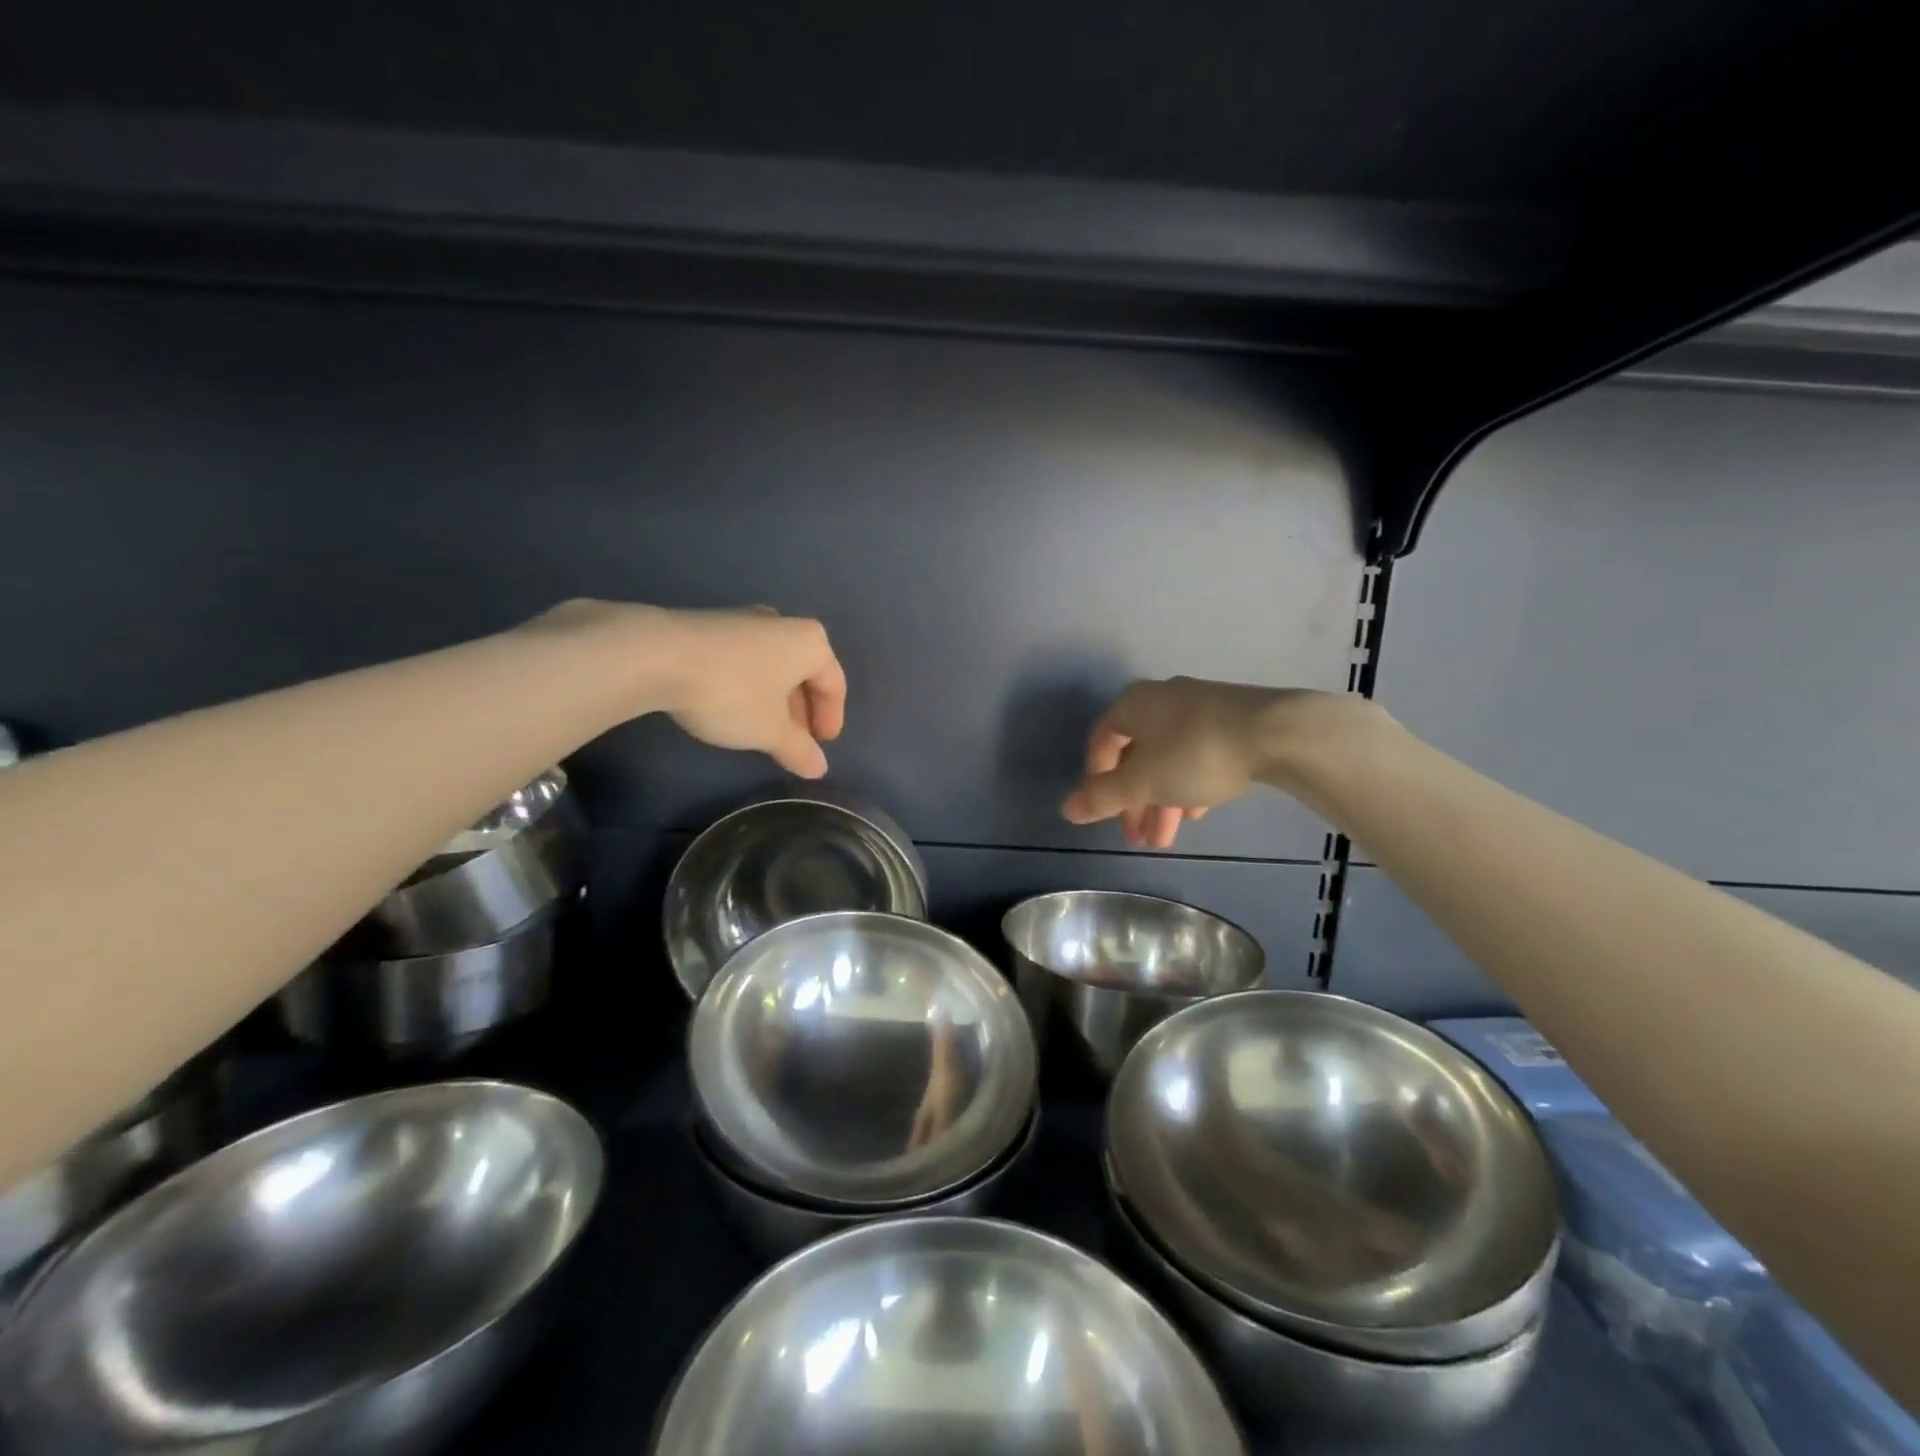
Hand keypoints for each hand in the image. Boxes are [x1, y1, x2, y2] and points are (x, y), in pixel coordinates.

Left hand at [658, 607, 846, 777]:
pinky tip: (734, 707)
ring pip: (774, 665)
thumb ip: (798, 749)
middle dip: (802, 709)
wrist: (657, 656)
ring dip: (775, 699)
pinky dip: (751, 685)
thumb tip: (818, 768)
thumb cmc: (731, 692)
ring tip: (763, 728)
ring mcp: (746, 621)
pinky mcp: (713, 625)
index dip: (831, 719)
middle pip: (804, 672)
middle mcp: (783, 624)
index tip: (822, 745)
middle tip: (795, 740)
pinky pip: (746, 660)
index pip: (834, 684)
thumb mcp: (769, 731)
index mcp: (810, 643)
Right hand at [1061, 678, 1334, 848]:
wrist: (1276, 732)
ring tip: (1165, 839)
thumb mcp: (1142, 783)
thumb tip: (1066, 809)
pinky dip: (1188, 784)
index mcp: (1132, 705)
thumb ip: (1102, 797)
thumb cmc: (1195, 754)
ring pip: (1167, 758)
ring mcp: (1198, 706)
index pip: (1100, 743)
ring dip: (1161, 800)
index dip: (1096, 780)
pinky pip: (1196, 753)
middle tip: (1137, 838)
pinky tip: (1196, 812)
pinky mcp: (1230, 718)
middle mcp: (1160, 699)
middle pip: (1136, 755)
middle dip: (1134, 802)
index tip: (1104, 814)